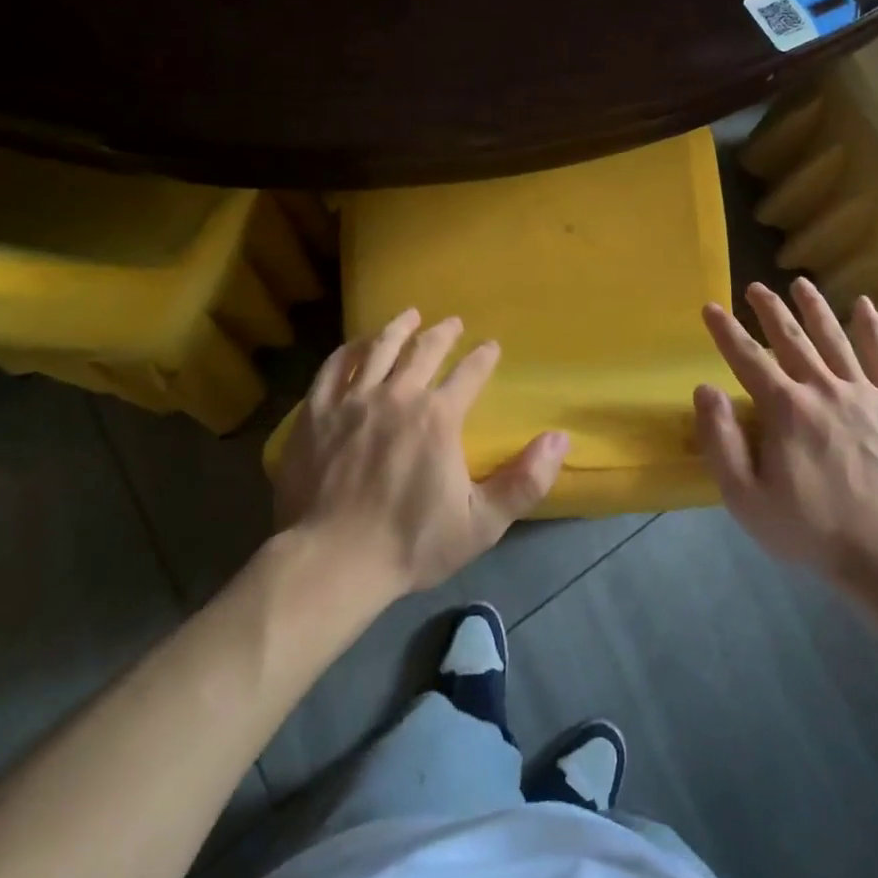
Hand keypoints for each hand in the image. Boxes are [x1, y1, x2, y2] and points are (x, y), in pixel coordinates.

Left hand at [274, 310, 569, 594]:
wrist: (332, 562)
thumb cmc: (410, 543)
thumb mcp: (481, 523)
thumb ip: (525, 481)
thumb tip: (560, 438)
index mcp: (438, 416)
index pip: (469, 373)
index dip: (483, 357)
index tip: (491, 346)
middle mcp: (397, 395)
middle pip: (424, 350)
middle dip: (443, 333)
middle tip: (453, 322)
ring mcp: (353, 400)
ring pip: (380, 348)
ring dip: (399, 328)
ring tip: (410, 315)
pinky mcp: (317, 412)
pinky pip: (334, 367)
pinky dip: (350, 350)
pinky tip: (358, 344)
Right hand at [695, 280, 877, 586]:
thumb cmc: (808, 527)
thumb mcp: (745, 497)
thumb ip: (721, 440)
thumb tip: (706, 389)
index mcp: (785, 408)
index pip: (747, 358)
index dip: (725, 331)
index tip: (710, 307)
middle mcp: (822, 388)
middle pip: (790, 338)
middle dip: (769, 309)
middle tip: (755, 287)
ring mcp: (862, 393)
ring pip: (834, 338)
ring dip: (814, 308)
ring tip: (800, 284)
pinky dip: (873, 329)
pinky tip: (864, 305)